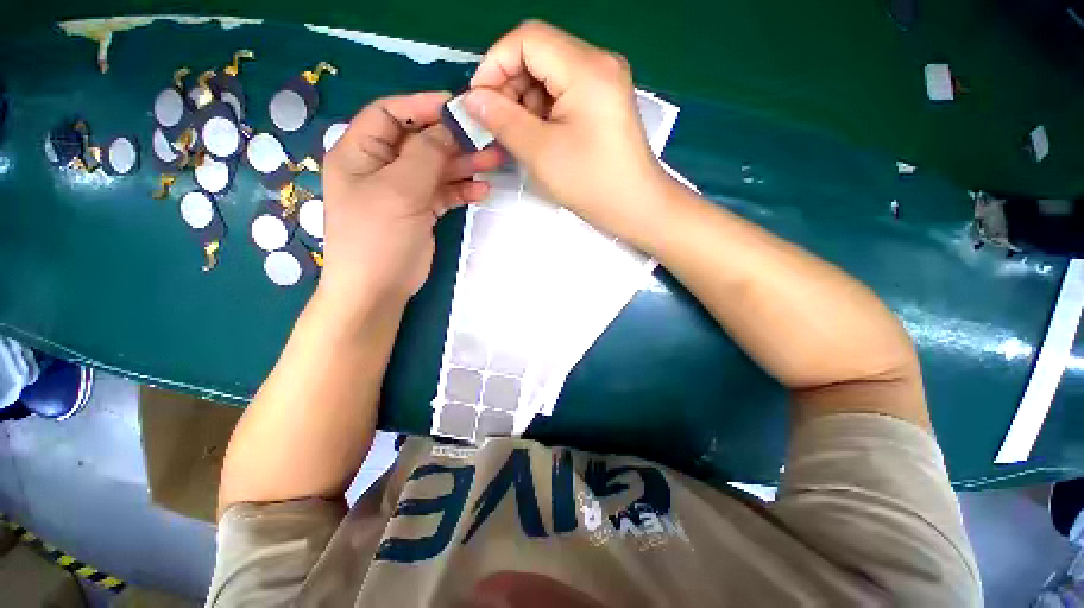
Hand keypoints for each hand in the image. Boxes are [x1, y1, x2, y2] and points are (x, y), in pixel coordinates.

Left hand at [319, 92, 502, 312]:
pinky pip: (443, 193)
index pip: (390, 114)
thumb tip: (448, 128)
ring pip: (436, 169)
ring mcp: (403, 191)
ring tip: (494, 162)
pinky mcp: (420, 211)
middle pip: (420, 142)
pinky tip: (481, 191)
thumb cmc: (378, 237)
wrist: (379, 289)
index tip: (458, 108)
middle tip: (487, 139)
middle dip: (453, 140)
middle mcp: (380, 167)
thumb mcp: (399, 190)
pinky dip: (461, 191)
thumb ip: (425, 154)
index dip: (422, 106)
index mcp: (360, 152)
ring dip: (464, 166)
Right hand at [463, 21, 669, 239]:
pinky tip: (540, 137)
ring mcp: (604, 81)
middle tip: (498, 125)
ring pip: (549, 75)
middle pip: (539, 54)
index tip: (480, 102)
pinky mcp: (604, 101)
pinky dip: (544, 111)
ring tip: (522, 137)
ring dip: (526, 102)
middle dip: (510, 86)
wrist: (637, 207)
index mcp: (586, 68)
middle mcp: (598, 63)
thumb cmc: (591, 183)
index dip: (495, 65)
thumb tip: (472, 98)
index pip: (527, 39)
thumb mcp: (540, 152)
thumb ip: (502, 119)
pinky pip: (564, 92)